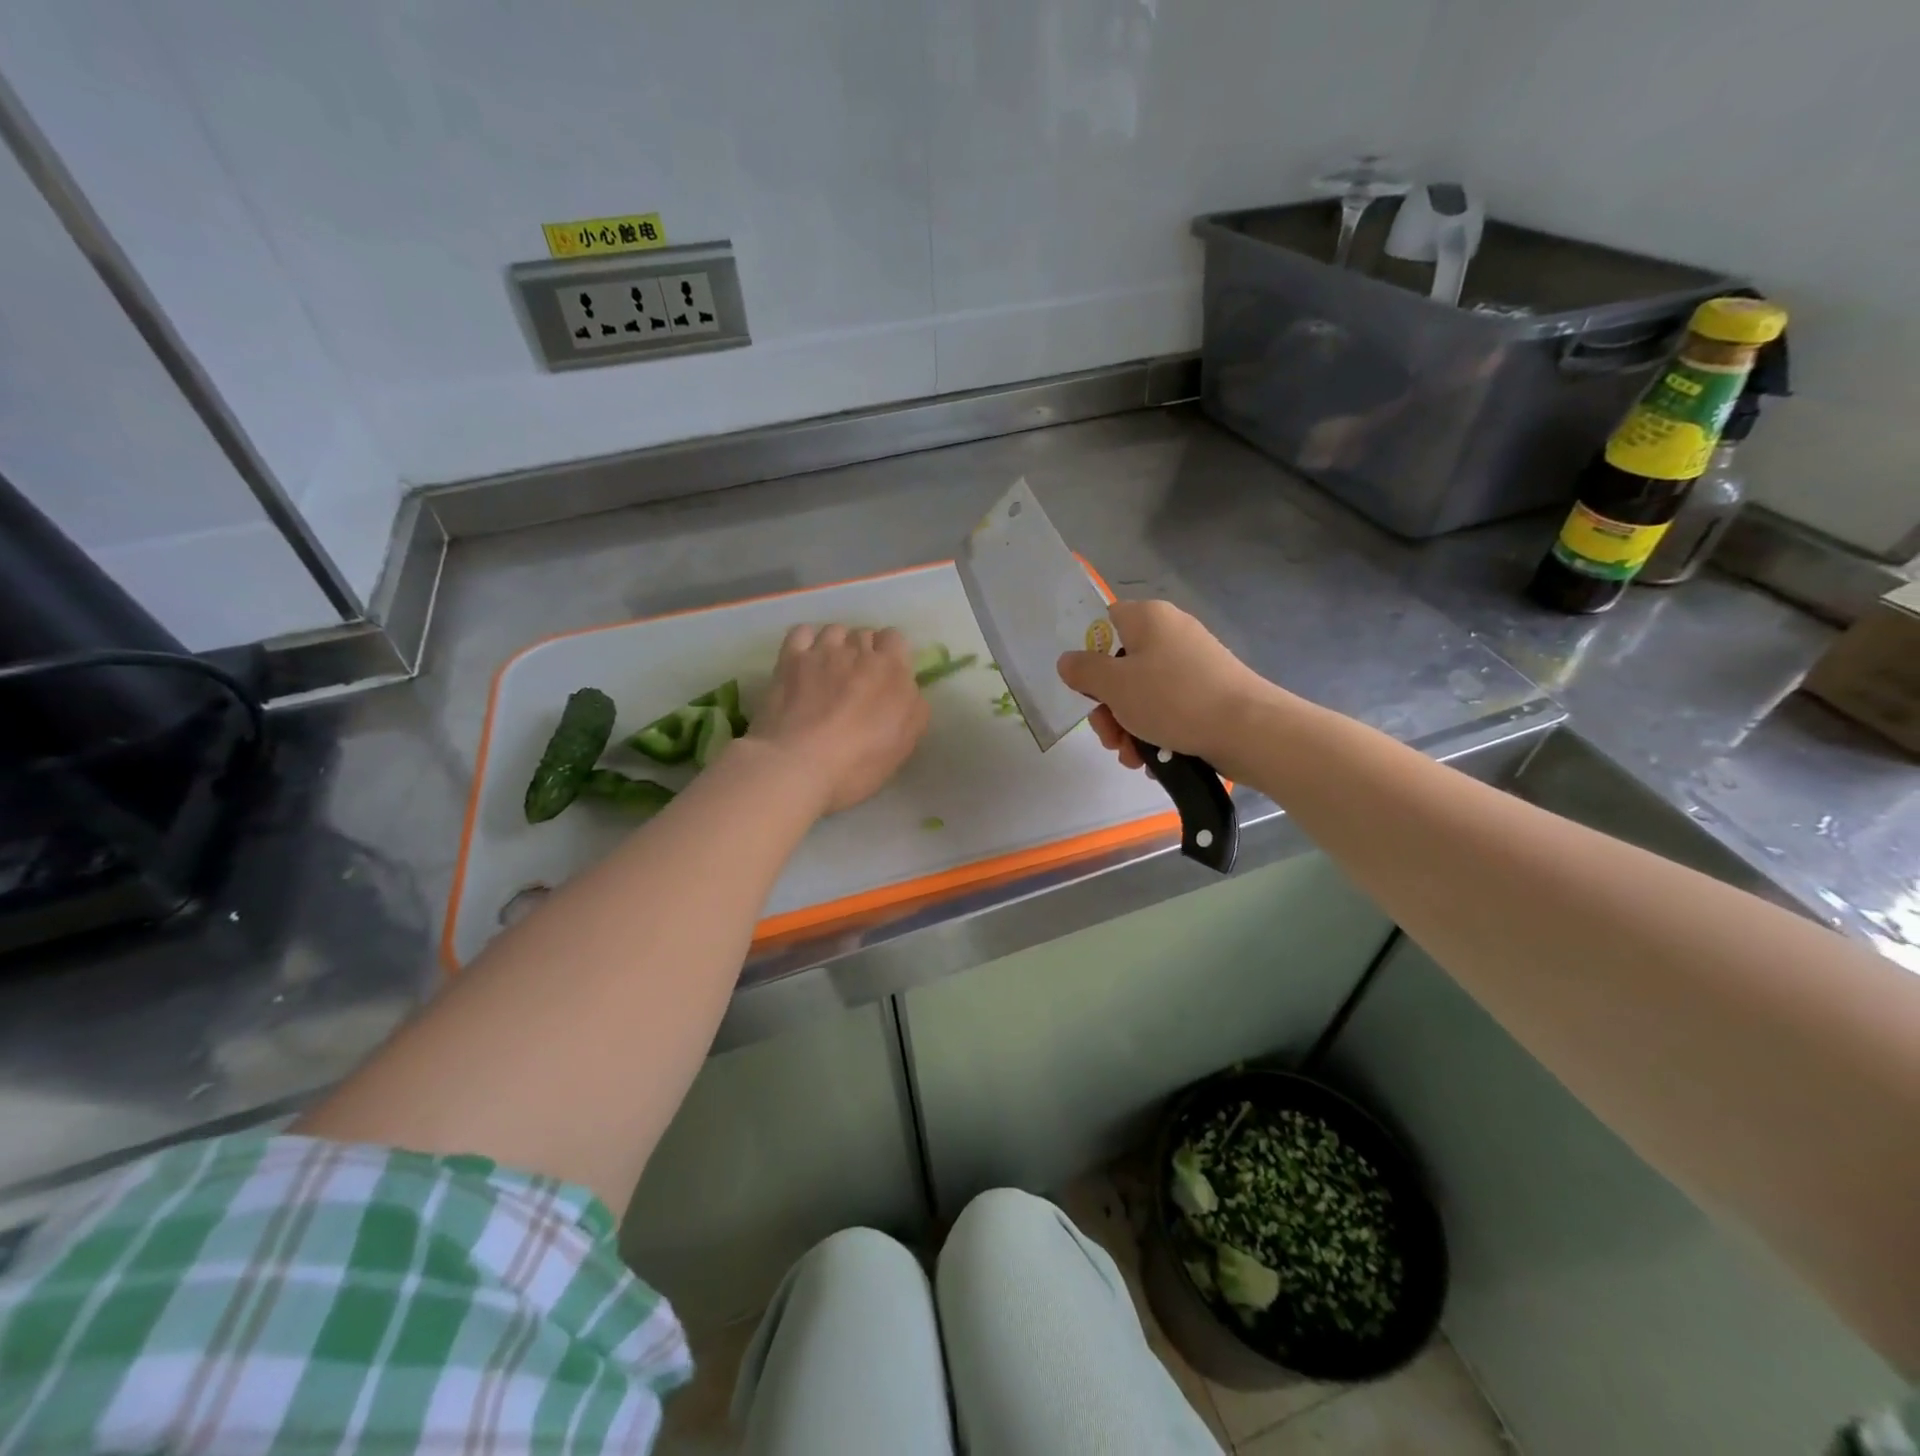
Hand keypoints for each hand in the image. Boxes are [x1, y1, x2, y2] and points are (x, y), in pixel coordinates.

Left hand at [749, 624, 930, 814]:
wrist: (799, 764)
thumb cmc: (859, 761)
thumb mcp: (905, 743)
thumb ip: (914, 709)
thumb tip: (908, 690)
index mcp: (892, 669)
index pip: (896, 638)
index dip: (892, 653)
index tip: (887, 675)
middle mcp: (858, 651)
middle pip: (865, 634)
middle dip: (864, 651)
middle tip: (858, 680)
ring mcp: (822, 652)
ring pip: (835, 630)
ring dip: (837, 645)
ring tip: (830, 669)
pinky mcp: (790, 659)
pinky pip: (802, 632)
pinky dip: (807, 640)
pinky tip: (806, 659)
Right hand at [1056, 600, 1275, 776]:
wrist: (1249, 730)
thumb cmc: (1174, 699)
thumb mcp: (1115, 686)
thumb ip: (1083, 671)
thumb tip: (1068, 661)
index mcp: (1148, 619)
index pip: (1104, 622)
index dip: (1088, 654)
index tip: (1084, 687)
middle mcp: (1171, 634)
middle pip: (1120, 667)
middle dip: (1108, 709)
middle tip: (1110, 737)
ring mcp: (1192, 665)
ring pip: (1142, 695)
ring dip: (1129, 729)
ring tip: (1133, 758)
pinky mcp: (1207, 694)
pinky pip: (1168, 710)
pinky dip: (1156, 734)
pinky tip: (1155, 760)